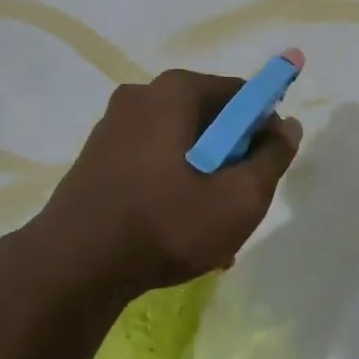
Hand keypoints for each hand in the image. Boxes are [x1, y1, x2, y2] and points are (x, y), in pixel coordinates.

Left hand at [32, 69, 301, 300]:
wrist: (71, 268)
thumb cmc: (164, 223)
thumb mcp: (237, 198)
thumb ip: (271, 158)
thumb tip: (287, 126)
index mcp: (174, 91)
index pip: (239, 94)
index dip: (262, 128)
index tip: (265, 168)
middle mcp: (141, 95)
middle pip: (208, 120)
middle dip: (229, 160)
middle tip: (237, 205)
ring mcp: (113, 126)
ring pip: (178, 146)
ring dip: (201, 180)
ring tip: (208, 233)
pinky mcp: (96, 157)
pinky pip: (150, 162)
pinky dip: (169, 188)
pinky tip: (174, 233)